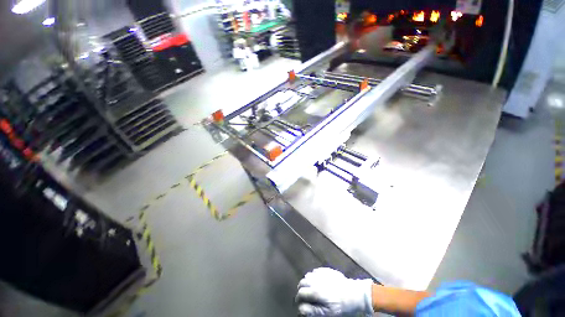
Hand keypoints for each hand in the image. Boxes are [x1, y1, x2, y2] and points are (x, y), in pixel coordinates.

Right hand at [295, 268, 373, 316]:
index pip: (301, 292)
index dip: (298, 298)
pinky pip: (315, 271)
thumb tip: (300, 308)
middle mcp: (316, 280)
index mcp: (316, 291)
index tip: (299, 303)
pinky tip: (317, 281)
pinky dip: (313, 276)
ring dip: (306, 281)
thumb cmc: (341, 307)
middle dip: (301, 289)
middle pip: (303, 282)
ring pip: (308, 275)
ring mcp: (321, 273)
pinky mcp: (326, 270)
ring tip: (310, 288)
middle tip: (303, 295)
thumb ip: (312, 310)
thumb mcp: (327, 313)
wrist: (354, 294)